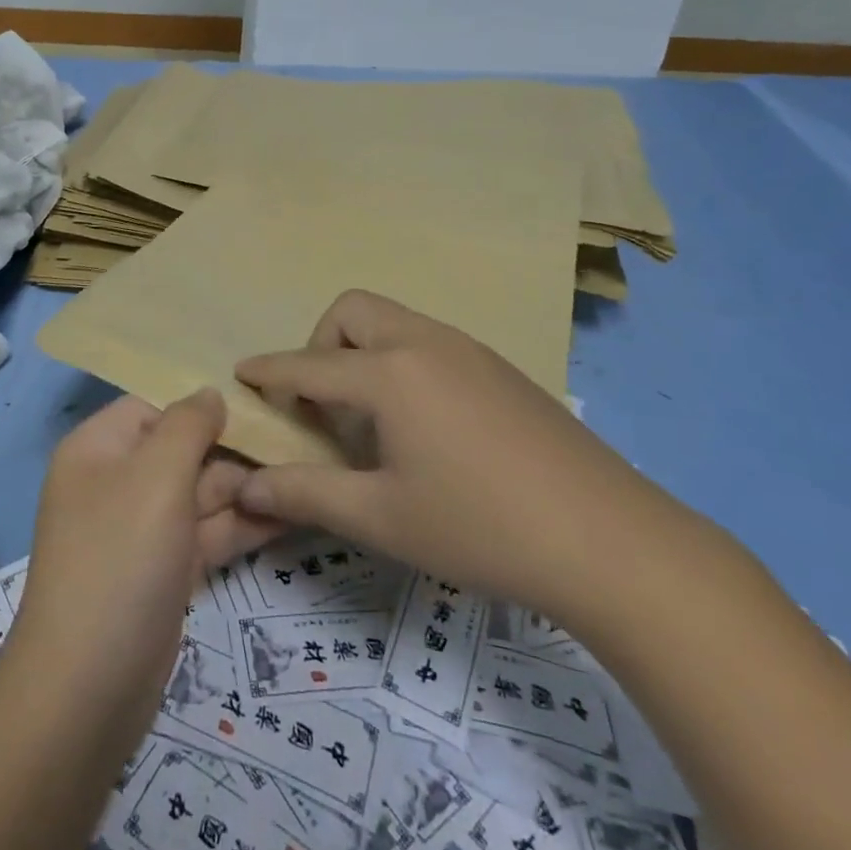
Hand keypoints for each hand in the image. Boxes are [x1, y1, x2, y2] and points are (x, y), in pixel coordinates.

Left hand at [7, 392, 281, 751]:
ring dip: (247, 488)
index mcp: (99, 448)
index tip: (259, 400)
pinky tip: (291, 515)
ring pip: (201, 494)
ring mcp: (143, 530)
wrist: (87, 690)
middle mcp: (118, 482)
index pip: (155, 405)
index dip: (202, 401)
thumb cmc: (120, 558)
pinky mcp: (165, 572)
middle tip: (298, 442)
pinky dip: (242, 525)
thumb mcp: (156, 476)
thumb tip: (210, 393)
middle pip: (183, 449)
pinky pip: (207, 533)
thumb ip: (188, 425)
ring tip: (306, 476)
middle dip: (235, 449)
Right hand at [233, 290, 689, 629]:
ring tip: (372, 421)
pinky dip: (402, 363)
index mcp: (390, 374)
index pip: (309, 364)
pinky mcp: (499, 367)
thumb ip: (306, 494)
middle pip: (353, 311)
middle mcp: (425, 343)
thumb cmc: (480, 526)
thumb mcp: (381, 518)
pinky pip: (429, 342)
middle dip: (321, 345)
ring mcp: (468, 349)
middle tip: (323, 406)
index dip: (269, 371)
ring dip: (364, 353)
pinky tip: (425, 427)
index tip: (241, 372)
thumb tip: (247, 486)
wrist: (609, 538)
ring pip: (394, 322)